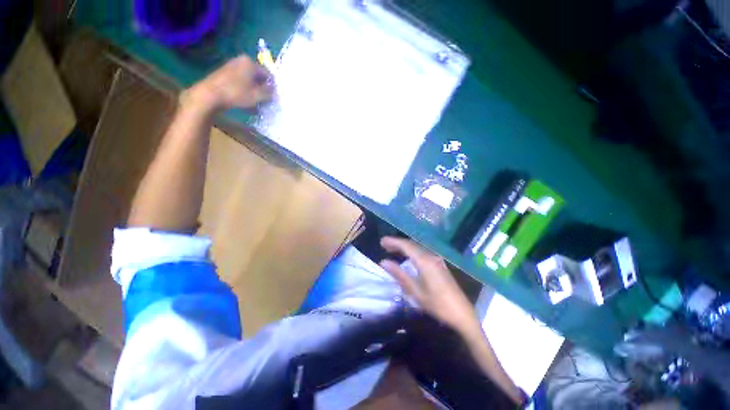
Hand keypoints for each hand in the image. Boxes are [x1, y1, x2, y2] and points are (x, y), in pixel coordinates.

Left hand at [183, 54, 273, 110]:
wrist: (210, 95)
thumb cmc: (236, 93)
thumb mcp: (258, 95)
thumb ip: (269, 93)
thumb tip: (274, 91)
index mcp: (250, 62)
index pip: (268, 75)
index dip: (272, 88)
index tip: (273, 99)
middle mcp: (241, 61)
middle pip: (258, 78)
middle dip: (262, 91)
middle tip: (264, 103)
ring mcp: (232, 67)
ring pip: (249, 82)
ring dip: (254, 93)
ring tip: (255, 106)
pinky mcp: (225, 74)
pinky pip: (241, 83)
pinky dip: (245, 92)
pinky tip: (246, 103)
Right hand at [379, 236, 480, 336]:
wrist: (462, 313)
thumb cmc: (437, 304)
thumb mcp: (415, 291)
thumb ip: (399, 274)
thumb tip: (384, 262)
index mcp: (424, 261)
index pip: (406, 246)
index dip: (393, 242)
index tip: (382, 241)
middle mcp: (431, 256)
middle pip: (411, 244)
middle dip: (397, 243)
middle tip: (384, 245)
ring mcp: (436, 260)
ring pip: (417, 248)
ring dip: (404, 247)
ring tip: (392, 249)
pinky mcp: (439, 264)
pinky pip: (422, 252)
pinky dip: (411, 251)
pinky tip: (407, 257)